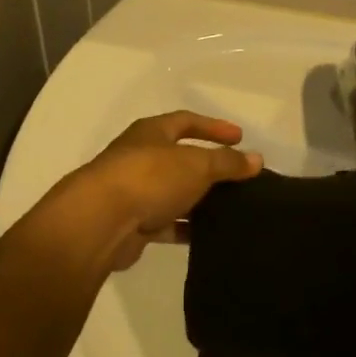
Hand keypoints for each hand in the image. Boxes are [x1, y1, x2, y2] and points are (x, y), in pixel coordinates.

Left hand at [64, 112, 261, 272]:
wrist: (100, 221)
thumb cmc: (149, 178)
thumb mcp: (196, 164)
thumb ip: (227, 163)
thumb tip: (256, 159)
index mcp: (151, 132)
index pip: (186, 121)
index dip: (214, 127)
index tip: (240, 137)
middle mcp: (140, 157)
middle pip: (180, 158)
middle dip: (208, 166)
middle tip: (238, 177)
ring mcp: (134, 191)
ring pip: (173, 192)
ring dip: (198, 199)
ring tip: (231, 208)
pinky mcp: (132, 224)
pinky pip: (166, 223)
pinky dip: (185, 227)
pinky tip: (209, 235)